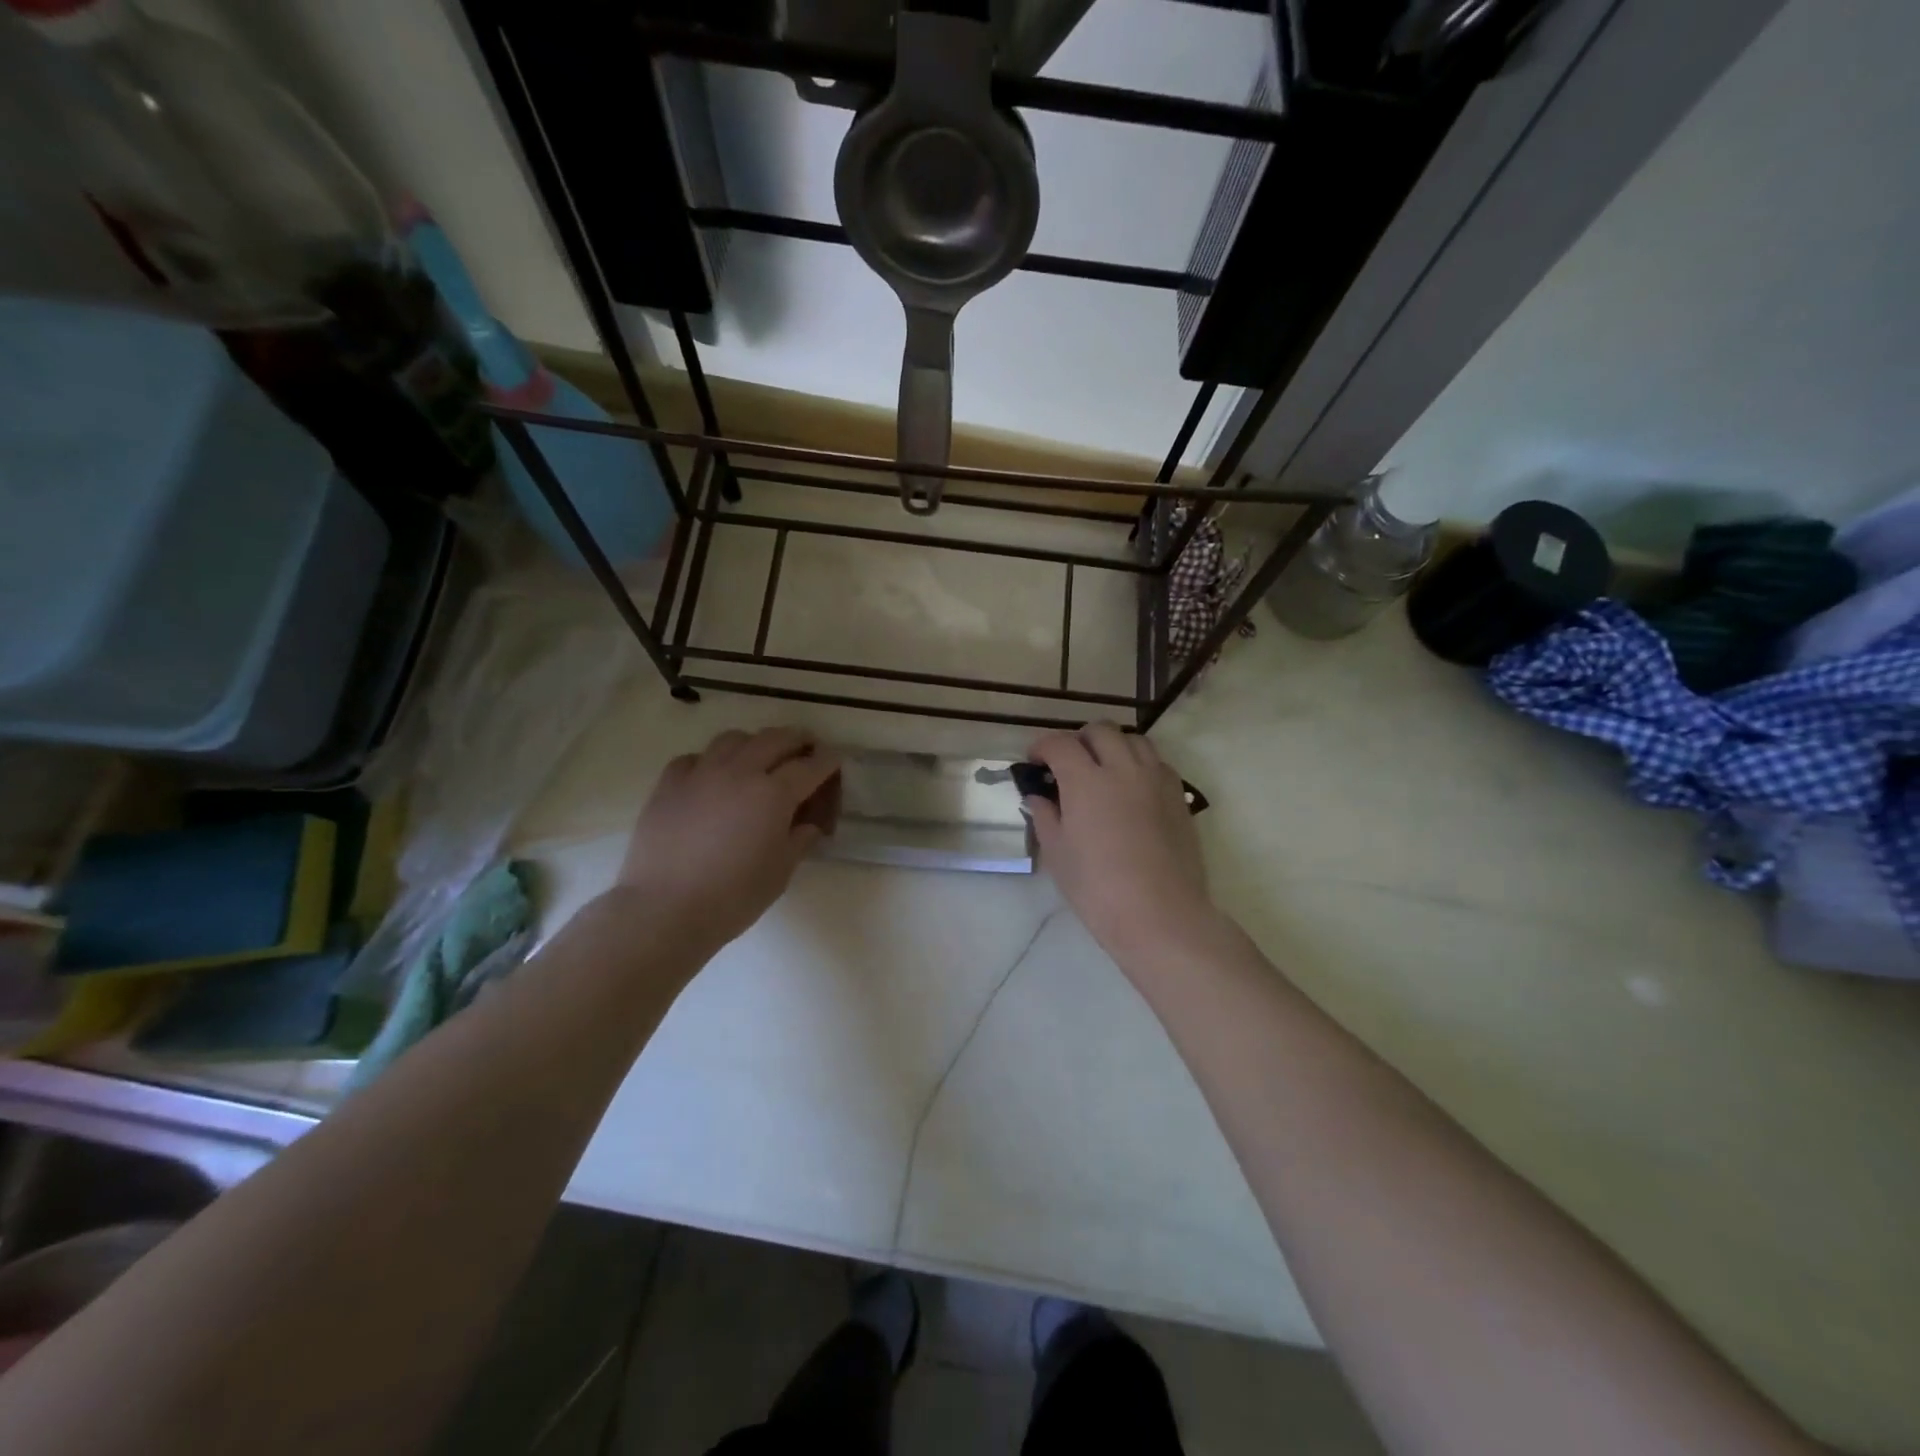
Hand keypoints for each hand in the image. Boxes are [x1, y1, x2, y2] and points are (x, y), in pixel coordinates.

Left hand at [613, 727, 840, 955]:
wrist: (664, 910)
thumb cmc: (732, 897)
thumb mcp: (781, 872)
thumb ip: (799, 840)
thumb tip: (808, 824)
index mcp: (773, 793)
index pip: (810, 766)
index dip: (827, 760)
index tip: (835, 760)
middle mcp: (739, 772)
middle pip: (774, 739)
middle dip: (797, 739)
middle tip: (806, 747)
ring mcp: (700, 773)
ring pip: (733, 739)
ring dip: (754, 743)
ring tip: (759, 757)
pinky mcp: (668, 784)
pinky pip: (695, 758)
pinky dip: (711, 761)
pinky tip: (712, 778)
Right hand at [1024, 723, 1215, 958]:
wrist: (1160, 914)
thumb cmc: (1097, 889)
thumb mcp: (1057, 854)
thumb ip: (1045, 816)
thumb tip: (1038, 797)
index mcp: (1086, 781)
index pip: (1060, 744)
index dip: (1042, 746)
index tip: (1034, 761)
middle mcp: (1122, 769)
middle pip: (1101, 731)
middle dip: (1079, 739)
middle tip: (1068, 763)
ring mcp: (1155, 780)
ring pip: (1134, 740)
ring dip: (1113, 746)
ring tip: (1103, 770)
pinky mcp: (1178, 796)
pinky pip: (1157, 763)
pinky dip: (1139, 764)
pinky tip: (1132, 789)